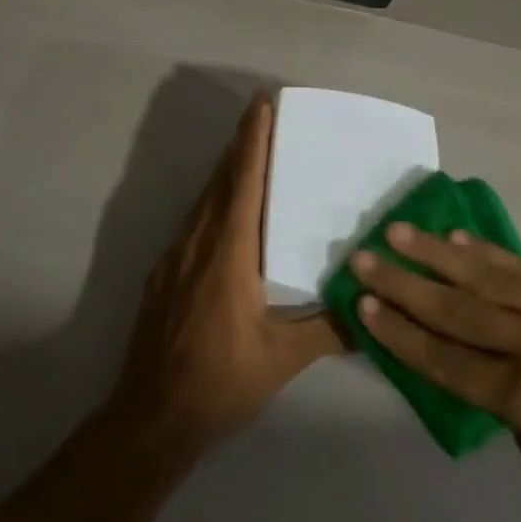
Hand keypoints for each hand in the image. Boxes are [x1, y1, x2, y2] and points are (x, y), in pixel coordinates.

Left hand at [109, 92, 344, 449]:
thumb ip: (328, 330)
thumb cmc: (219, 383)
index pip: (243, 182)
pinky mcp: (163, 274)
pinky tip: (228, 214)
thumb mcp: (281, 360)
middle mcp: (196, 243)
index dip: (252, 140)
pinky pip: (193, 222)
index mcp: (227, 253)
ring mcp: (174, 257)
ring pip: (203, 200)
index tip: (262, 104)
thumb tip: (370, 310)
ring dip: (227, 171)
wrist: (150, 417)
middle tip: (264, 115)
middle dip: (241, 144)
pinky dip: (213, 201)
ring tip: (252, 153)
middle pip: (220, 180)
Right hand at [351, 225, 520, 521]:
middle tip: (366, 257)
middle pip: (459, 310)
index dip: (402, 333)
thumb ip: (510, 410)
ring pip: (490, 279)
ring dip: (438, 254)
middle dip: (406, 284)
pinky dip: (490, 253)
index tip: (364, 305)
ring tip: (400, 231)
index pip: (449, 360)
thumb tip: (480, 369)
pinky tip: (460, 238)